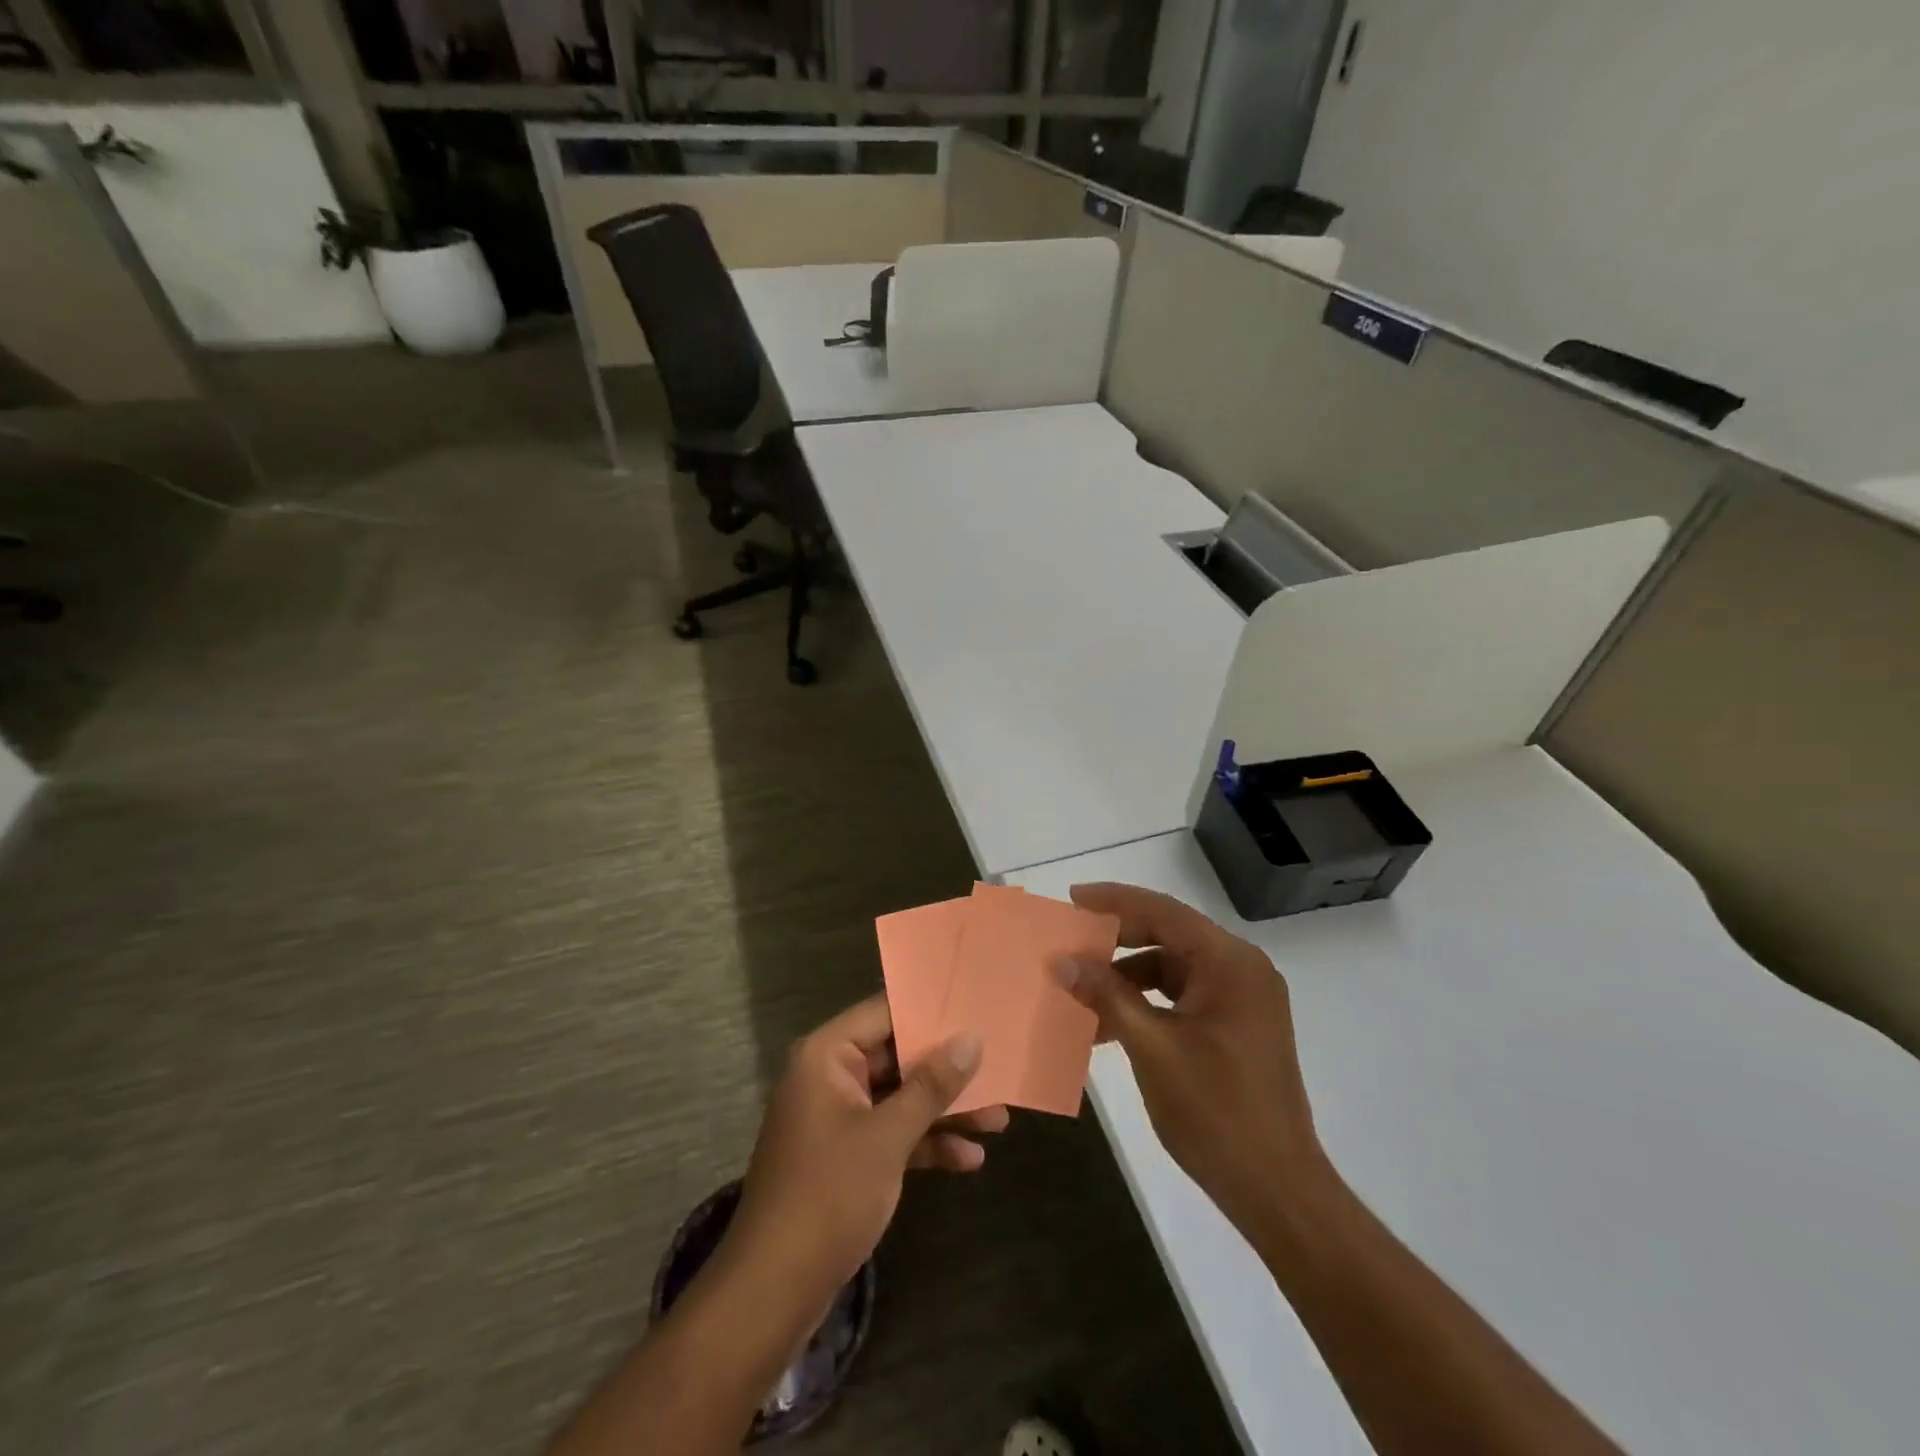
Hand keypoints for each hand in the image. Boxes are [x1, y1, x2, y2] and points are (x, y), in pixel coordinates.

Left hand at [724, 995, 1005, 1312]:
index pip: (884, 1012)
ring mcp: (838, 1117)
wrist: (773, 1292)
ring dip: (944, 1110)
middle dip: (948, 1069)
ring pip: (900, 1097)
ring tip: (999, 1119)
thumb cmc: (828, 1195)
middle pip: (897, 1056)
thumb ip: (932, 1085)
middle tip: (998, 1065)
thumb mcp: (888, 1137)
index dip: (931, 1010)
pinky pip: (892, 1132)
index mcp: (827, 1056)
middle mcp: (830, 1076)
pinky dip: (926, 1142)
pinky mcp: (846, 1154)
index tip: (976, 1008)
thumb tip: (972, 1039)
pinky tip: (969, 1158)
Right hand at [1054, 882, 1328, 1240]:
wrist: (1277, 1189)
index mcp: (1230, 963)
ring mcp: (1243, 999)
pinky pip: (1183, 996)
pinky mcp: (1237, 1026)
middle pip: (1170, 935)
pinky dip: (1147, 1002)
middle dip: (1118, 938)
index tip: (1072, 899)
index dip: (1115, 901)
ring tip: (1083, 989)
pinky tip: (1112, 1024)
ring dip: (1128, 975)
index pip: (1164, 912)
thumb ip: (1107, 996)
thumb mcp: (1152, 1048)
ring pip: (1174, 967)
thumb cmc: (1215, 1112)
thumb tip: (1062, 962)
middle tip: (1071, 941)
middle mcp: (1242, 969)